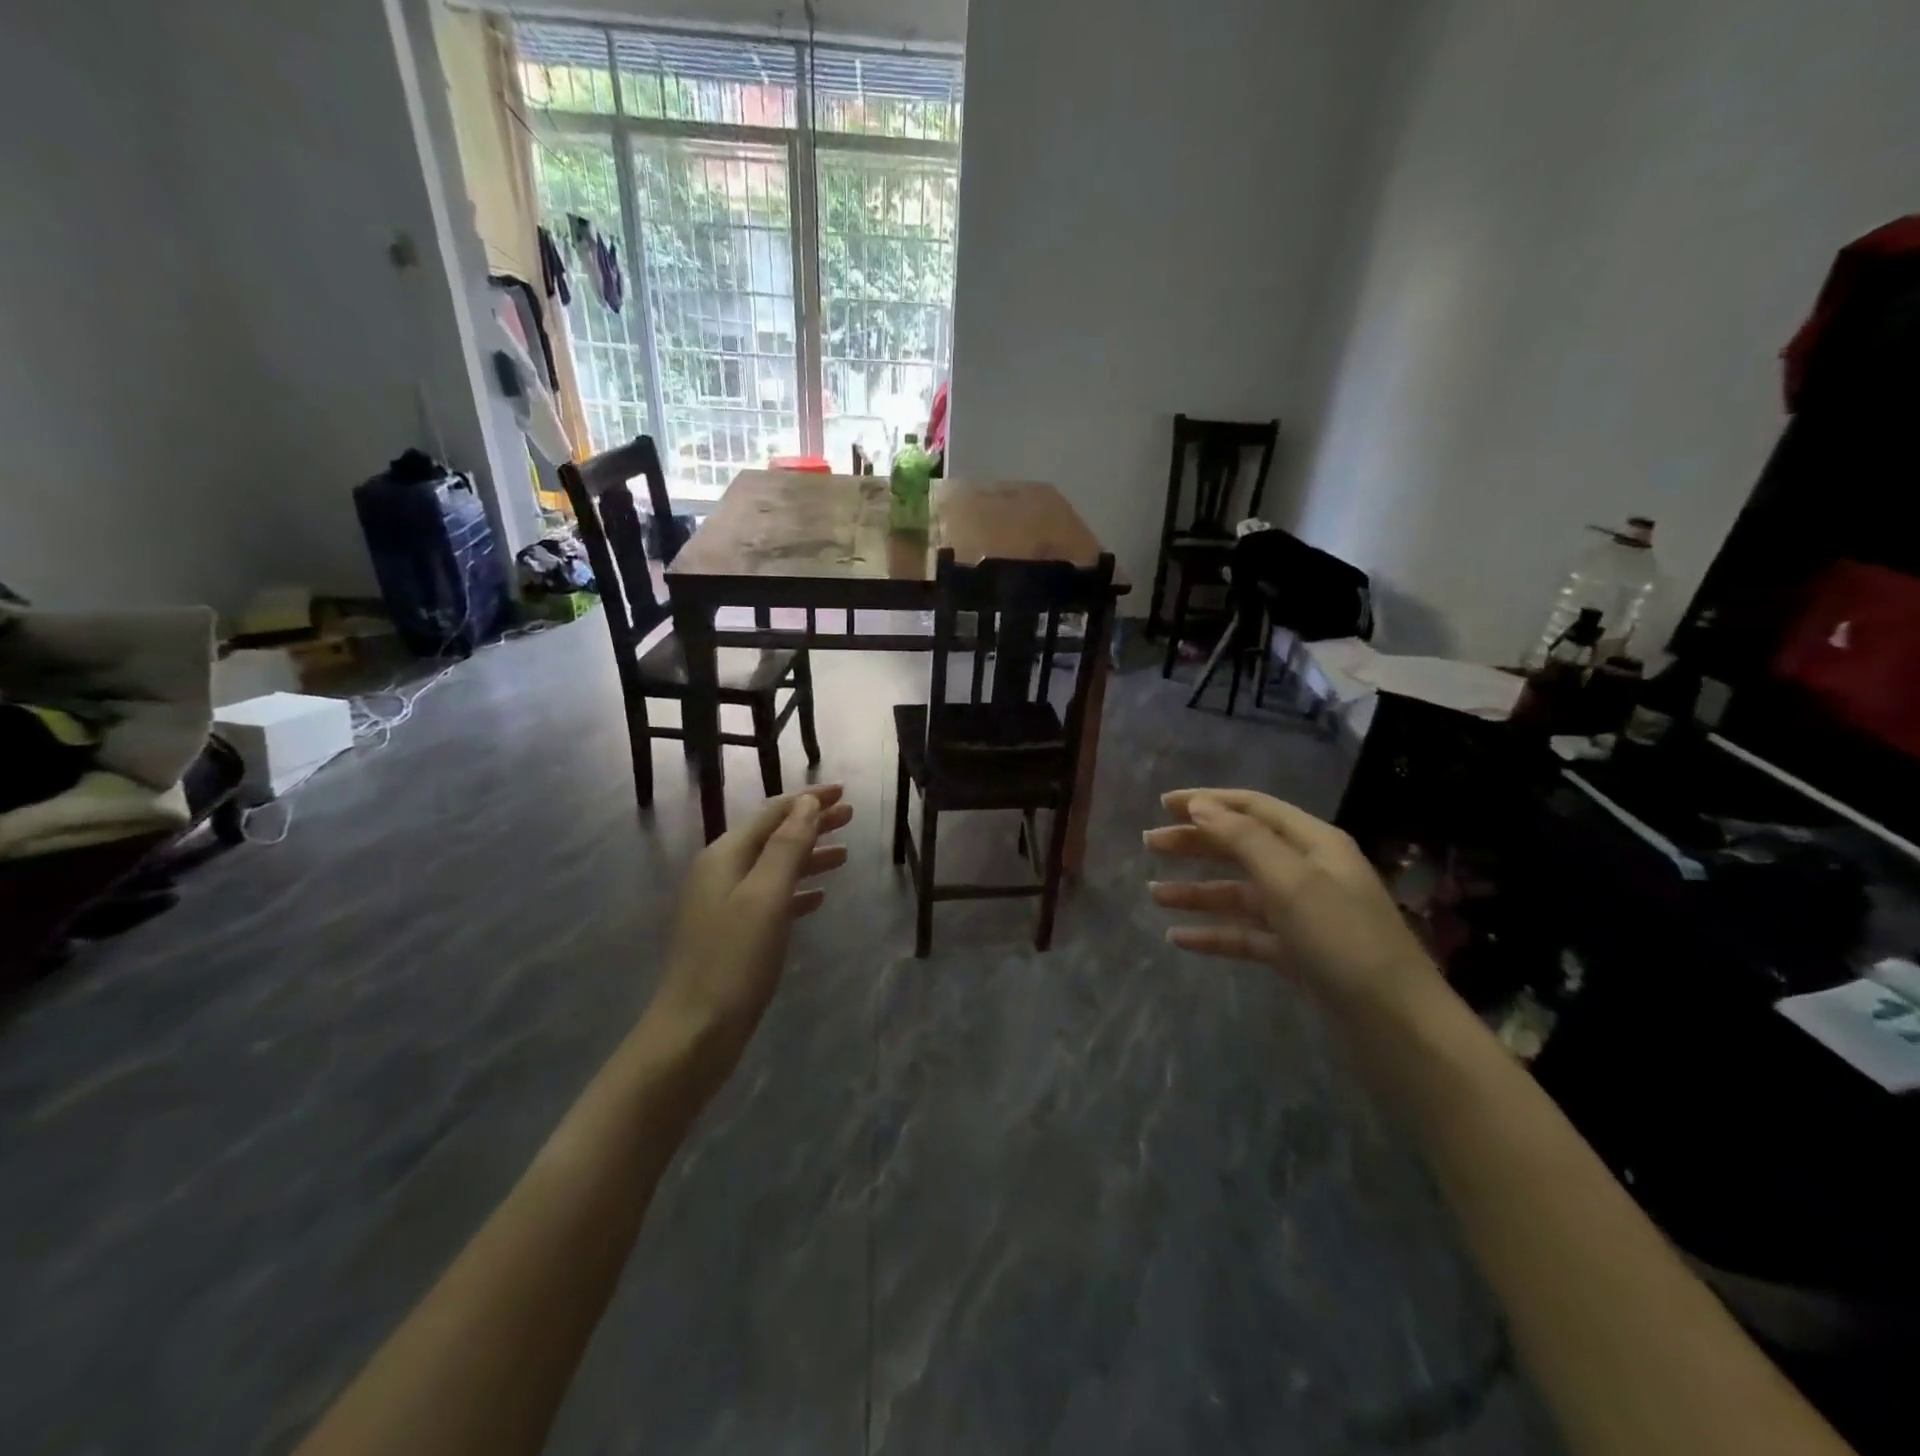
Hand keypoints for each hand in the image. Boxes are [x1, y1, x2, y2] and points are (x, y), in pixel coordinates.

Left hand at [648, 786, 852, 1047]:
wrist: (694, 1032)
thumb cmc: (733, 961)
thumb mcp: (766, 897)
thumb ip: (787, 846)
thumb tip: (806, 804)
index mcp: (726, 856)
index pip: (773, 813)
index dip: (808, 800)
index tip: (844, 792)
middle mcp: (721, 872)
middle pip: (773, 835)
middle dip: (811, 823)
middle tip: (851, 816)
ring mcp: (724, 904)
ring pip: (774, 866)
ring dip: (808, 855)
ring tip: (844, 853)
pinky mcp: (732, 933)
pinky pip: (770, 897)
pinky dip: (796, 890)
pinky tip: (819, 897)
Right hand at [1144, 788, 1441, 1018]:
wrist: (1396, 1024)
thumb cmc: (1343, 939)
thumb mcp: (1291, 881)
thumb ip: (1243, 839)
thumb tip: (1200, 806)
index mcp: (1314, 843)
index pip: (1253, 807)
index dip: (1208, 801)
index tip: (1163, 804)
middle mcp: (1307, 872)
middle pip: (1241, 847)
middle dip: (1195, 844)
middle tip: (1148, 844)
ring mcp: (1302, 914)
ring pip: (1238, 893)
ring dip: (1197, 891)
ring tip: (1153, 894)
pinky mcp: (1296, 952)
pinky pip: (1245, 933)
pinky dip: (1214, 933)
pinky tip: (1179, 938)